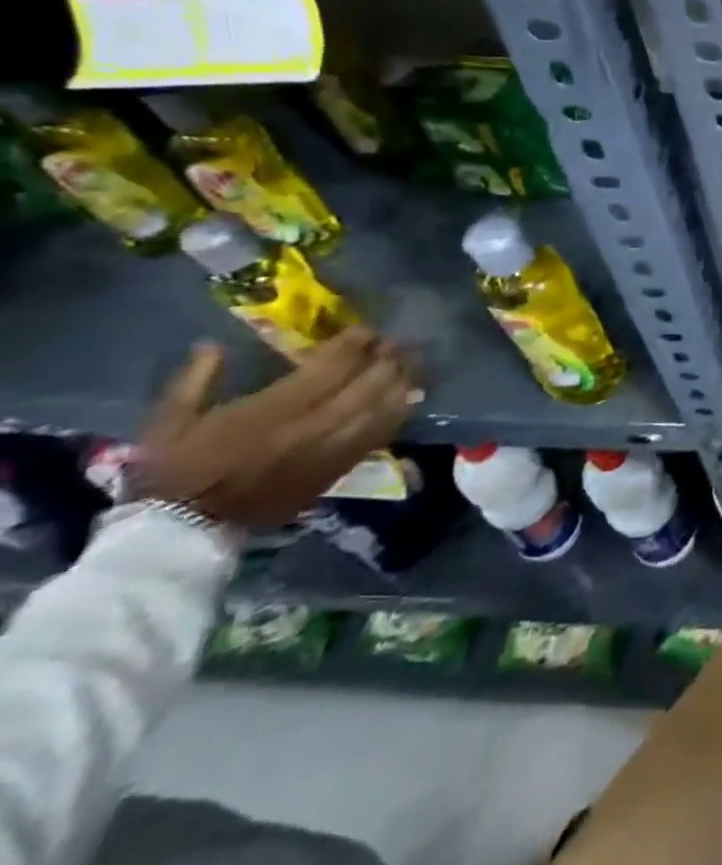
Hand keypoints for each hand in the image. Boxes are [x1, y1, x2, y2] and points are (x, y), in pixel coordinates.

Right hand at [133, 328, 418, 527]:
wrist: (183, 534)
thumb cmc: (172, 474)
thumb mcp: (168, 423)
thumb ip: (195, 380)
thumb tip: (211, 345)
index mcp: (269, 412)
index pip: (329, 369)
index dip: (354, 346)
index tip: (366, 330)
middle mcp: (309, 428)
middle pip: (366, 386)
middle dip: (386, 360)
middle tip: (396, 343)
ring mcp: (329, 451)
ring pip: (381, 410)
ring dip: (400, 383)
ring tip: (411, 364)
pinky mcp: (336, 472)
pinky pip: (378, 437)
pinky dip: (397, 414)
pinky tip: (408, 399)